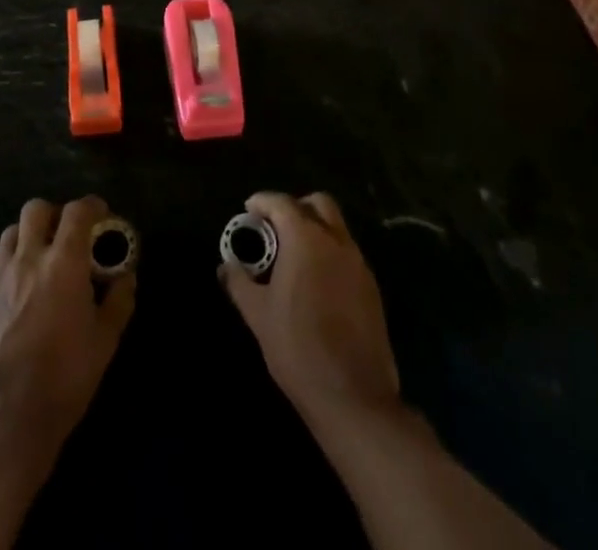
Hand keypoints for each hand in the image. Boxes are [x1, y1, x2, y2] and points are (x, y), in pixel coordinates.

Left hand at [0, 196, 135, 483]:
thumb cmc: (64, 382)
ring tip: (37, 259)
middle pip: (36, 209)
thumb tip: (126, 276)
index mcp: (63, 264)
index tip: (101, 215)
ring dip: (27, 237)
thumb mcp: (105, 343)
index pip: (78, 212)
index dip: (92, 206)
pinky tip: (9, 283)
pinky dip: (2, 264)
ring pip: (10, 233)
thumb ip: (119, 301)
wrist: (4, 424)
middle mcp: (27, 259)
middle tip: (65, 235)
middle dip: (54, 215)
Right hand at [220, 191, 401, 433]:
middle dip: (295, 207)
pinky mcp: (372, 287)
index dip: (263, 201)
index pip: (282, 203)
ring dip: (315, 229)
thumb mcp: (258, 314)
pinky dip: (330, 253)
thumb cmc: (297, 347)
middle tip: (275, 227)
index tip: (249, 210)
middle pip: (318, 203)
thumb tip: (225, 265)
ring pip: (336, 227)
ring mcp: (358, 263)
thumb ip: (239, 282)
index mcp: (306, 239)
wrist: (353, 396)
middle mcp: (336, 241)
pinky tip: (316, 281)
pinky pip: (348, 254)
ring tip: (293, 256)